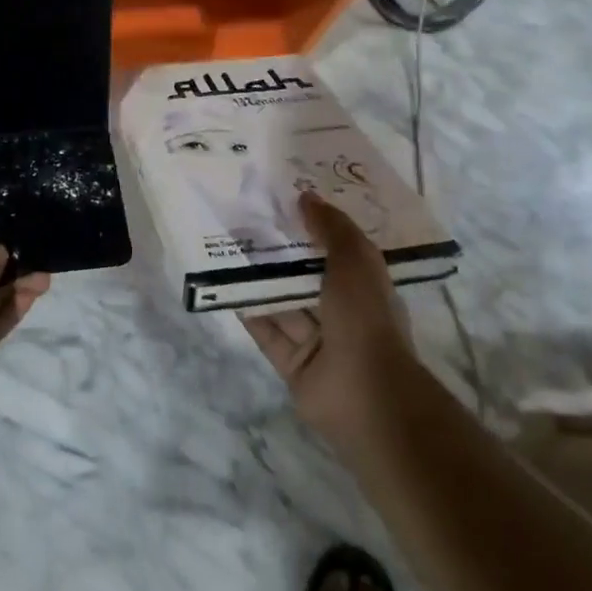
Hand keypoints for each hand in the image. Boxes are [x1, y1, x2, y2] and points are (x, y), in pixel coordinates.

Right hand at [243, 193, 416, 461]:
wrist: (365, 394)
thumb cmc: (365, 318)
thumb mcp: (355, 260)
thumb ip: (331, 228)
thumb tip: (306, 196)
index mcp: (365, 288)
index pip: (339, 251)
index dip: (316, 228)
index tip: (287, 203)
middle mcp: (343, 313)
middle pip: (306, 277)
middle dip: (282, 254)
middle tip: (248, 223)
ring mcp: (318, 341)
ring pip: (284, 303)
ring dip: (261, 280)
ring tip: (229, 248)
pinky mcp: (292, 364)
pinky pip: (267, 332)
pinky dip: (250, 312)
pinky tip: (226, 287)